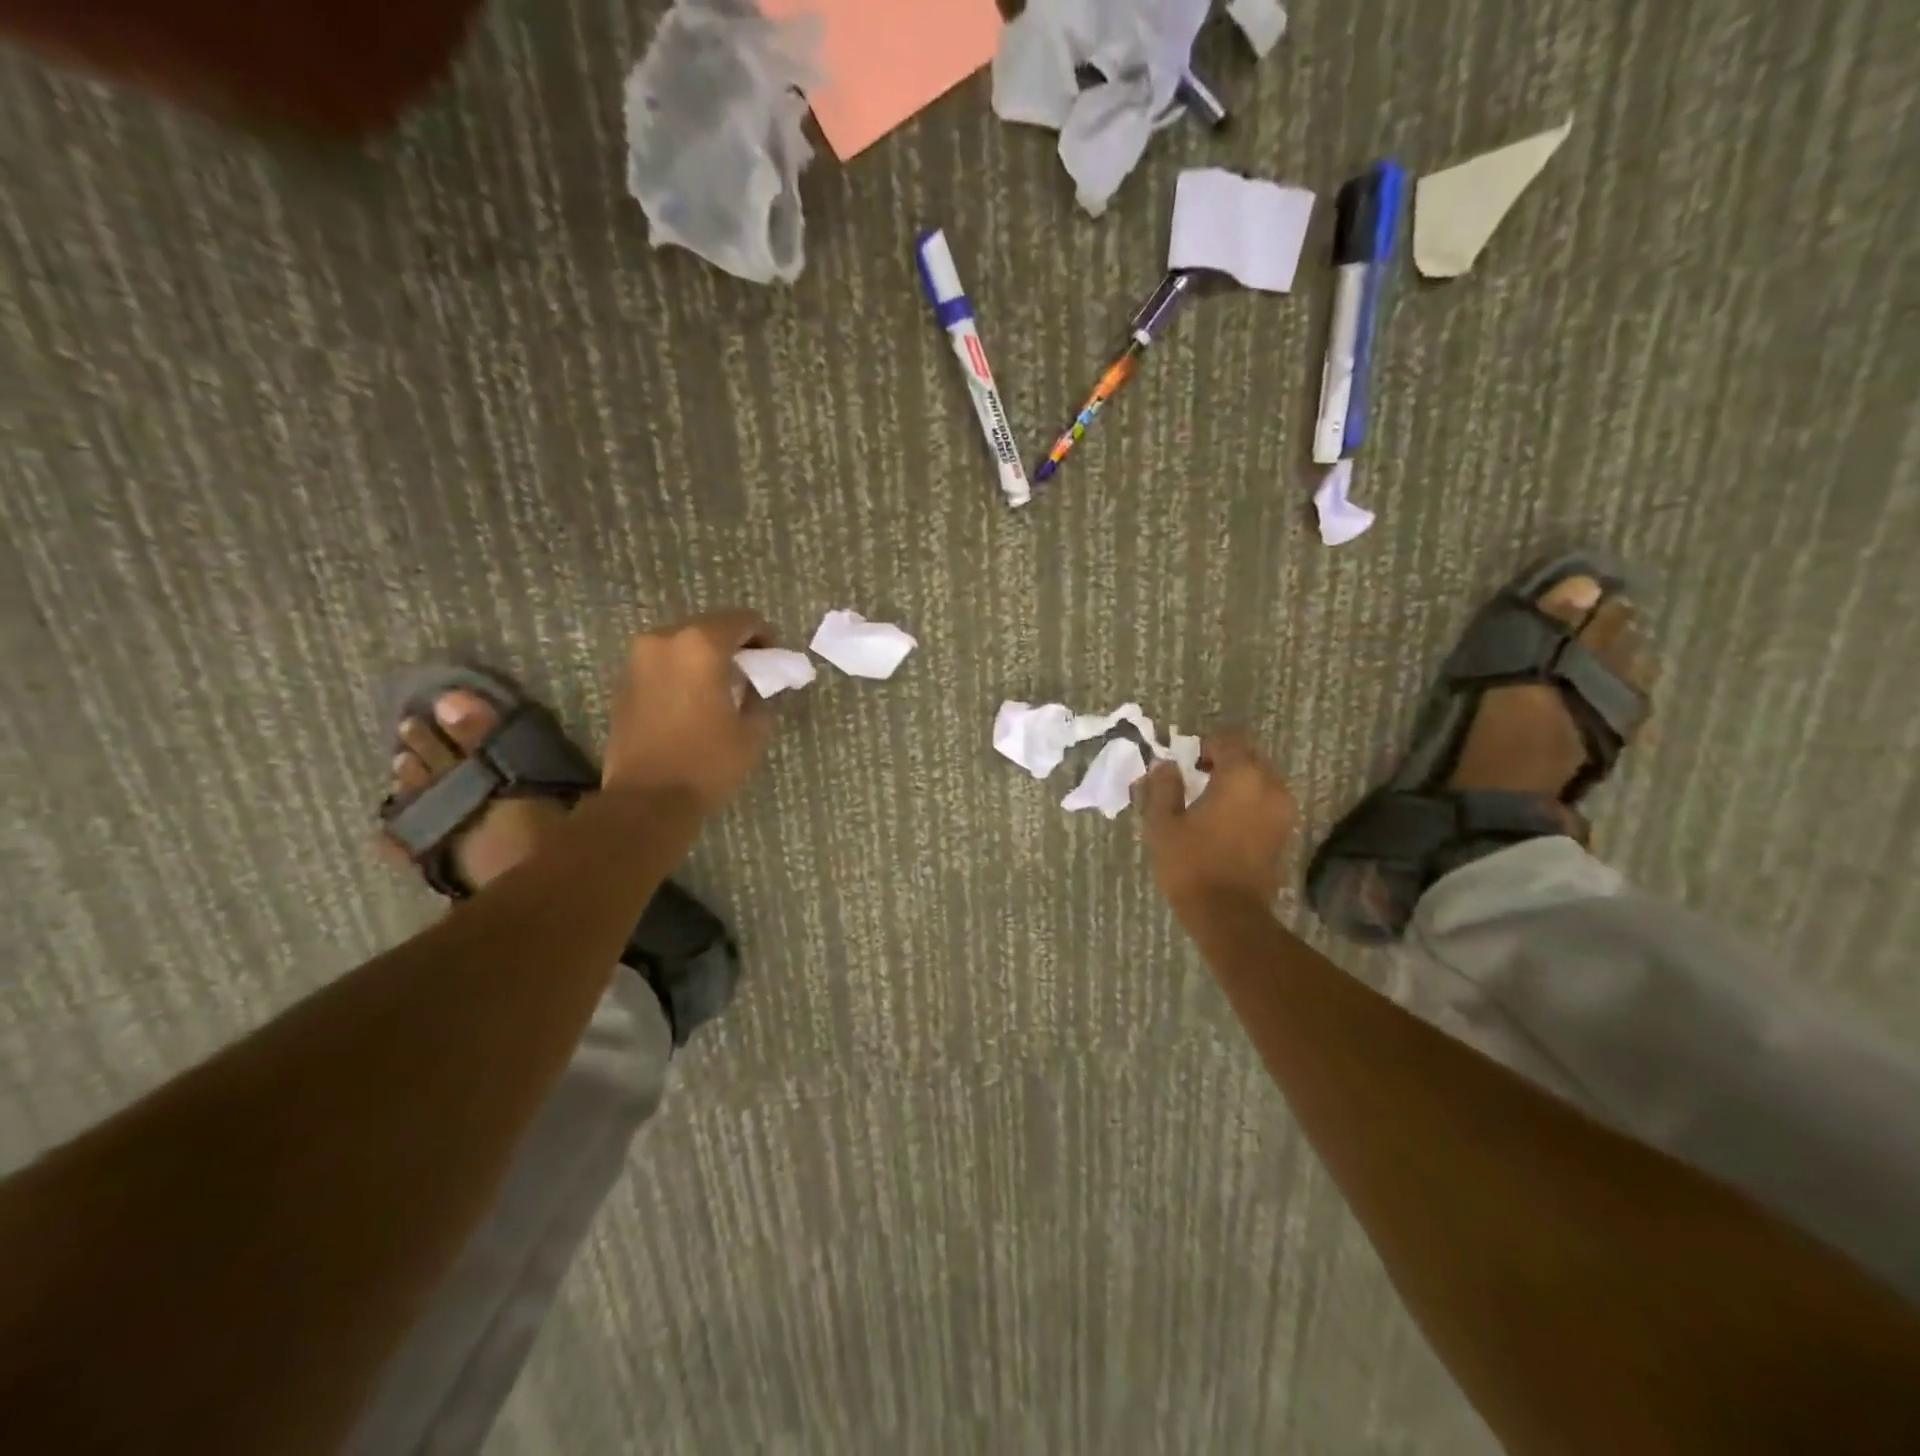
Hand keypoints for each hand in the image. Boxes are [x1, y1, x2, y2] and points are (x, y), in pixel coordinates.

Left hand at [602, 609, 776, 811]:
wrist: (647, 800)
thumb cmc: (708, 763)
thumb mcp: (753, 731)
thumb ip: (759, 697)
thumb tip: (753, 688)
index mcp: (701, 645)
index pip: (742, 620)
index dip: (764, 636)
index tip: (773, 659)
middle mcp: (664, 641)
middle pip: (709, 627)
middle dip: (733, 645)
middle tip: (750, 673)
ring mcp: (638, 660)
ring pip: (682, 645)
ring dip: (704, 659)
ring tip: (720, 688)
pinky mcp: (623, 683)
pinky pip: (662, 664)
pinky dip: (681, 673)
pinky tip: (693, 701)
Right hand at [1137, 731, 1296, 909]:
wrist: (1228, 914)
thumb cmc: (1191, 863)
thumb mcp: (1163, 823)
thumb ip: (1164, 786)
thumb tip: (1166, 765)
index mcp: (1241, 776)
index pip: (1228, 740)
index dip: (1204, 744)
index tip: (1185, 761)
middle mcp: (1270, 786)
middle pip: (1249, 756)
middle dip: (1223, 760)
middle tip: (1196, 777)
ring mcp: (1283, 811)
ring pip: (1260, 779)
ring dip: (1237, 781)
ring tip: (1210, 800)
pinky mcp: (1285, 833)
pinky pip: (1266, 801)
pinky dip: (1248, 801)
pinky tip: (1224, 820)